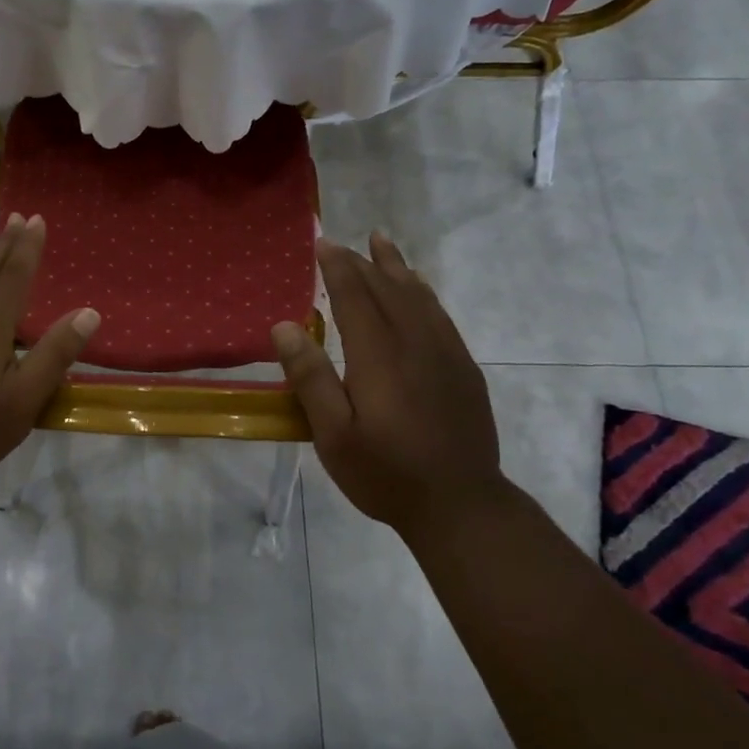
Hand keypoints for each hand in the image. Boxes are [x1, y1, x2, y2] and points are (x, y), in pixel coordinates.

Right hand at [271, 233, 503, 533]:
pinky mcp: (463, 369)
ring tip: (382, 242)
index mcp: (379, 358)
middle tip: (342, 242)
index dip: (338, 269)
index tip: (323, 243)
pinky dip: (424, 292)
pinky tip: (418, 289)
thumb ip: (310, 378)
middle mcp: (415, 345)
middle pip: (388, 290)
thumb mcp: (333, 435)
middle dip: (363, 263)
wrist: (461, 505)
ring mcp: (446, 355)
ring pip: (419, 297)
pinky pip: (441, 315)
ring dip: (397, 267)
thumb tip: (285, 326)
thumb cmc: (385, 473)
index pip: (356, 298)